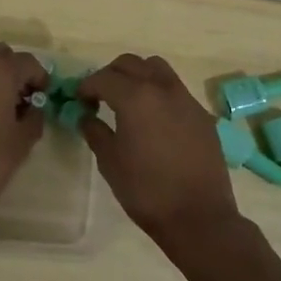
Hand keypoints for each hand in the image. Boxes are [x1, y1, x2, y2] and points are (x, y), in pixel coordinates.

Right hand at [78, 54, 240, 251]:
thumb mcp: (110, 162)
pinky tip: (154, 119)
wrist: (198, 216)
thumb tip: (86, 117)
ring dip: (138, 76)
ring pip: (157, 69)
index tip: (79, 100)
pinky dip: (158, 92)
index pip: (104, 78)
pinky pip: (175, 89)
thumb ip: (95, 132)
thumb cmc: (146, 190)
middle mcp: (162, 89)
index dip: (86, 86)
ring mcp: (186, 99)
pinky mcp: (202, 115)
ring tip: (128, 100)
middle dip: (111, 74)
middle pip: (131, 64)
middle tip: (100, 96)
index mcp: (135, 97)